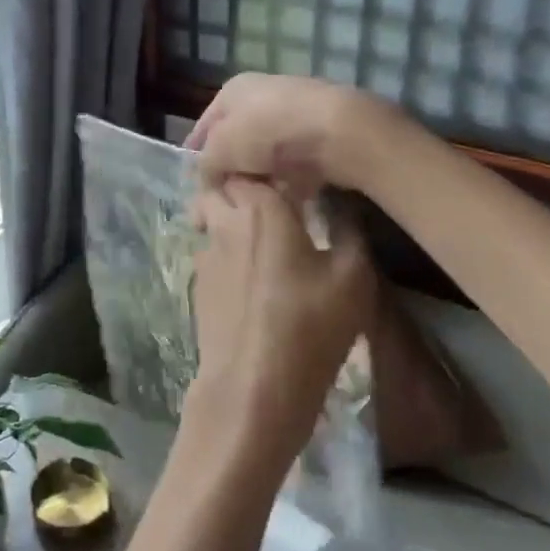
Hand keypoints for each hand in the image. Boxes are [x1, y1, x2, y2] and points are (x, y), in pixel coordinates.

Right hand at [184, 73, 385, 193]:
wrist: (338, 132)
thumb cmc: (267, 133)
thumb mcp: (220, 150)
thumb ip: (205, 166)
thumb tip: (208, 180)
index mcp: (232, 91)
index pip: (204, 126)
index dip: (196, 156)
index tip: (195, 185)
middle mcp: (262, 96)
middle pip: (237, 142)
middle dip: (231, 171)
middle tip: (225, 199)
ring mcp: (294, 115)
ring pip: (265, 156)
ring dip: (259, 178)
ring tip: (254, 203)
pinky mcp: (321, 137)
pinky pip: (295, 165)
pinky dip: (288, 182)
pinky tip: (284, 199)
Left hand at [184, 179, 378, 484]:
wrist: (252, 387)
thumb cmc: (308, 326)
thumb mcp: (352, 278)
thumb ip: (348, 233)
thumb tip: (341, 208)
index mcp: (259, 208)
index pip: (248, 163)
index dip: (265, 163)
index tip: (288, 172)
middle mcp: (223, 222)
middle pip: (219, 186)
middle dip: (240, 186)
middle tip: (274, 200)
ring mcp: (204, 255)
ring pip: (210, 219)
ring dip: (230, 219)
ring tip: (264, 238)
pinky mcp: (197, 285)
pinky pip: (210, 252)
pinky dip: (227, 251)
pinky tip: (252, 276)